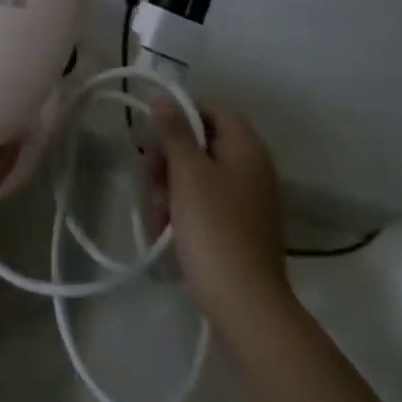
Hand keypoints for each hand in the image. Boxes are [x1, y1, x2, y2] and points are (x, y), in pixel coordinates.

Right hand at [147, 104, 290, 328]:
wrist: (245, 304)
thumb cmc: (214, 228)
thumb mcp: (188, 173)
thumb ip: (175, 132)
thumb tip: (164, 98)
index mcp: (246, 148)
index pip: (214, 110)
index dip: (182, 114)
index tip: (154, 134)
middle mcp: (253, 168)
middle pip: (204, 144)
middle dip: (170, 157)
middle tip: (148, 176)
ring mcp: (249, 201)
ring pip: (200, 176)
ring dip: (171, 187)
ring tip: (154, 212)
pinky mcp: (240, 229)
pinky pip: (206, 205)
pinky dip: (184, 211)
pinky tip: (166, 231)